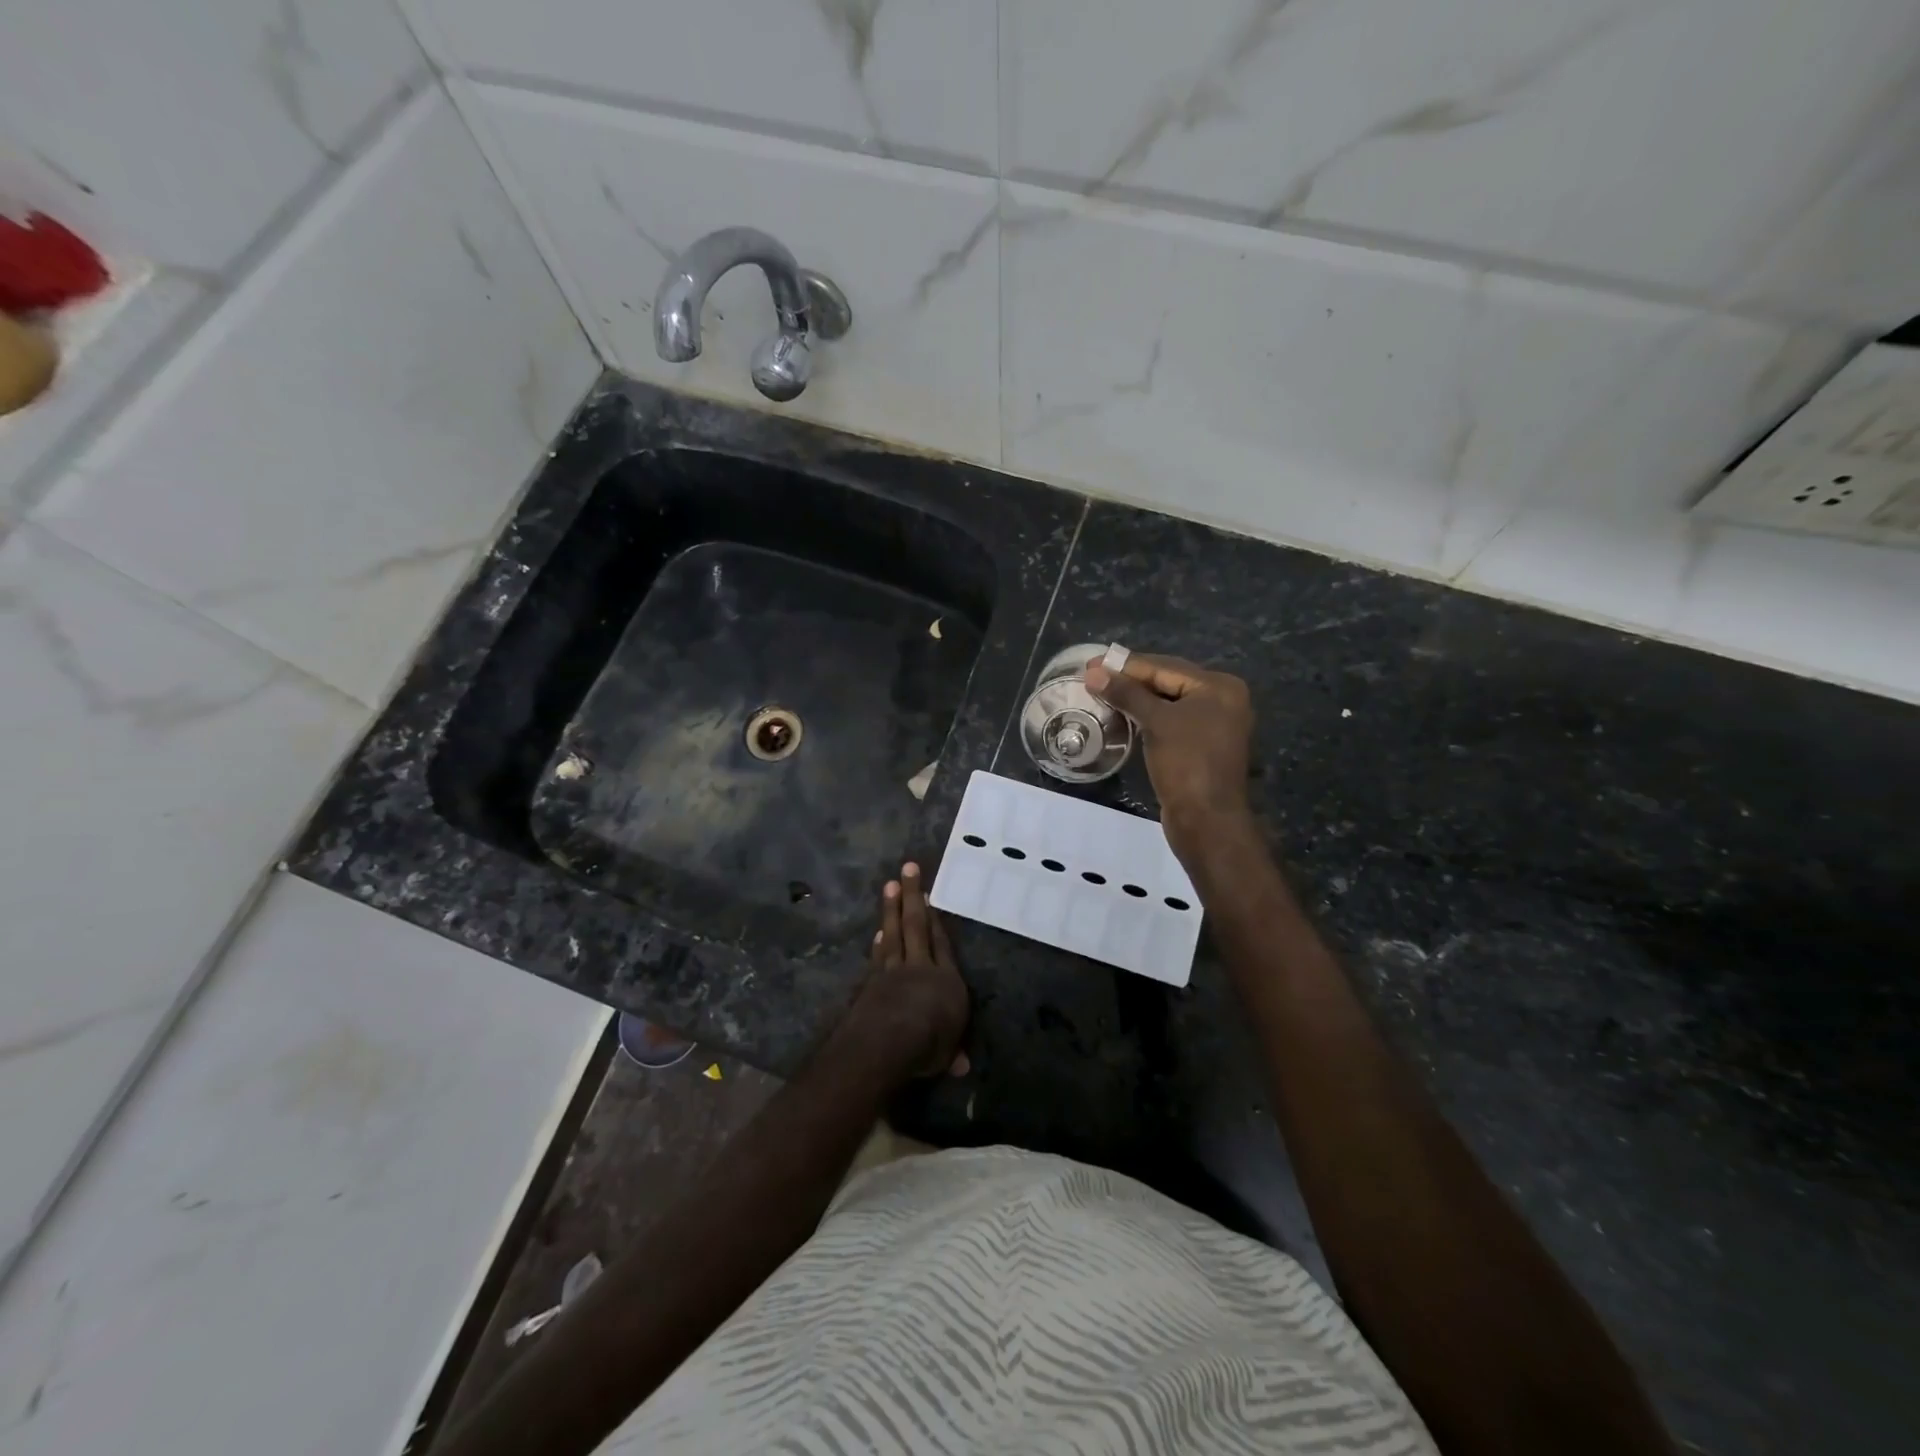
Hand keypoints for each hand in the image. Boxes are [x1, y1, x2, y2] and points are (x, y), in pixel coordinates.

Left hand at [847, 863, 969, 1077]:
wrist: (888, 1040)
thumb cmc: (928, 1044)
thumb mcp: (945, 1053)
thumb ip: (951, 1052)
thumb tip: (961, 1066)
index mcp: (947, 981)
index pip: (943, 944)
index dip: (938, 921)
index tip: (930, 897)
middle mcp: (921, 968)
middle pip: (917, 925)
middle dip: (913, 895)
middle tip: (908, 867)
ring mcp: (893, 971)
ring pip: (894, 933)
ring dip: (891, 909)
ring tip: (890, 885)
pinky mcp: (872, 981)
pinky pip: (879, 955)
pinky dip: (879, 942)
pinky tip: (878, 932)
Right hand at [1084, 652, 1254, 863]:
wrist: (1206, 820)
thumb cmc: (1186, 763)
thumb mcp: (1156, 722)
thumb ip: (1126, 693)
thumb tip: (1093, 672)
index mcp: (1219, 687)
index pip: (1165, 667)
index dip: (1125, 665)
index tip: (1091, 664)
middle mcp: (1222, 700)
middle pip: (1168, 681)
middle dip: (1130, 680)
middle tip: (1092, 677)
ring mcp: (1214, 725)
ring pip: (1167, 702)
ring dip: (1136, 699)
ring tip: (1102, 694)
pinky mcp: (1201, 747)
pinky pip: (1170, 722)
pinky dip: (1147, 717)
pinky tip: (1123, 716)